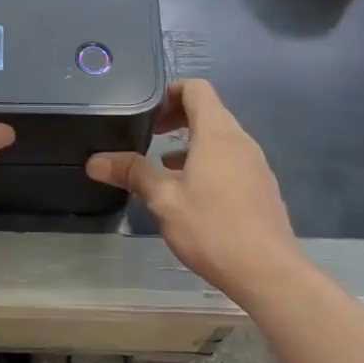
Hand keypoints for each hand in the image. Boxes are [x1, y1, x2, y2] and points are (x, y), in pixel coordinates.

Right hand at [87, 79, 303, 299]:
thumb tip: (94, 160)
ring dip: (191, 141)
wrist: (269, 273)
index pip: (196, 89)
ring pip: (220, 137)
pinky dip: (207, 160)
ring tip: (162, 163)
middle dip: (176, 116)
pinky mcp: (261, 187)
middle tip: (148, 133)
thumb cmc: (212, 229)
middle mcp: (240, 141)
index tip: (146, 110)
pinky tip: (190, 191)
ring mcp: (255, 164)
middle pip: (208, 110)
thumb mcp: (164, 200)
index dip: (169, 91)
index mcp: (217, 134)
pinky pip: (230, 159)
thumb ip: (132, 173)